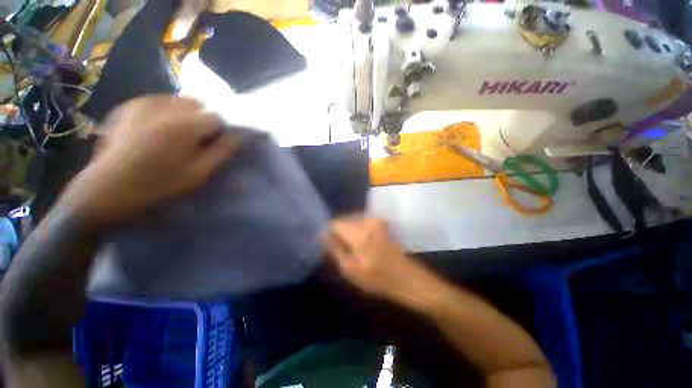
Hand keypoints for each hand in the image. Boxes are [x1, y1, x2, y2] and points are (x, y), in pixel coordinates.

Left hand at [62, 95, 237, 226]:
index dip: (221, 130)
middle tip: (197, 141)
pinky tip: (158, 131)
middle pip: (198, 104)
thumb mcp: (199, 173)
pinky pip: (158, 102)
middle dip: (204, 120)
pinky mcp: (128, 106)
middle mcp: (164, 106)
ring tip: (177, 136)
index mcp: (184, 125)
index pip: (217, 117)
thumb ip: (223, 151)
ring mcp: (142, 103)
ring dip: (186, 115)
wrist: (105, 191)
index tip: (216, 145)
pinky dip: (167, 113)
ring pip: (179, 101)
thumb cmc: (158, 186)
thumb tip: (241, 135)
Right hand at [322, 215, 432, 298]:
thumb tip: (321, 235)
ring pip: (352, 220)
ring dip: (347, 231)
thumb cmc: (376, 278)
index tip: (326, 243)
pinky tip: (359, 243)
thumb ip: (334, 249)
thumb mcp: (349, 269)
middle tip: (338, 247)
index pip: (335, 223)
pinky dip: (356, 229)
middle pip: (343, 219)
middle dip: (338, 231)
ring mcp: (375, 220)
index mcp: (358, 232)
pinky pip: (361, 221)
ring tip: (349, 247)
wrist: (404, 277)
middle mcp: (367, 220)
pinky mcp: (380, 222)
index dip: (328, 232)